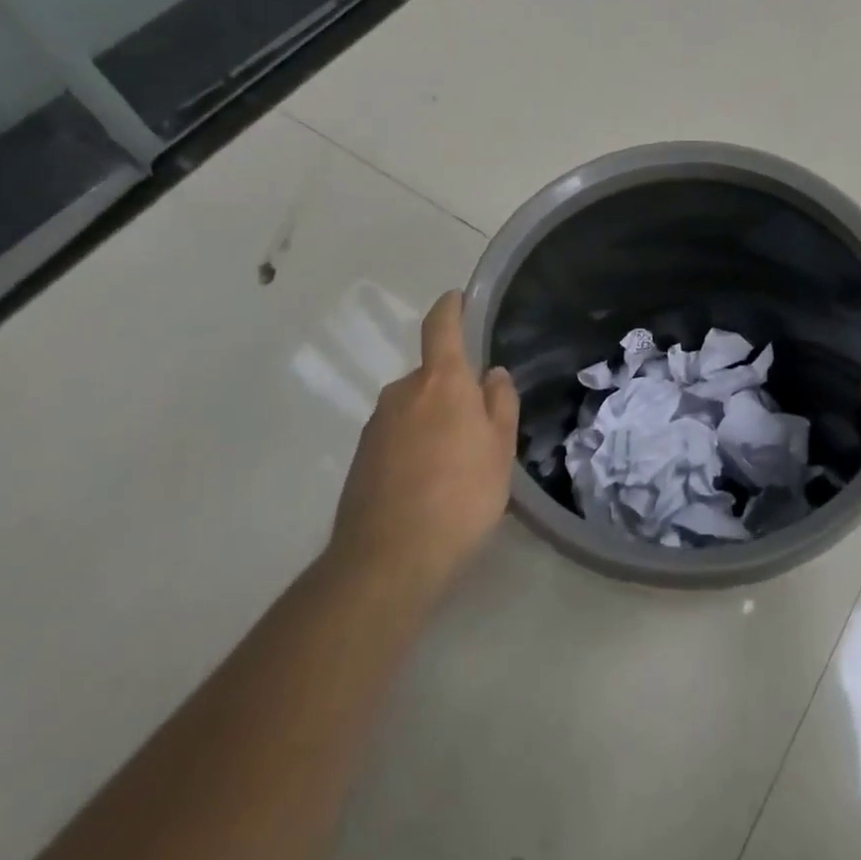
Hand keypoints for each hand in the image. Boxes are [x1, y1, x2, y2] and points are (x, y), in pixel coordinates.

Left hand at [329, 291, 517, 603]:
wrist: (388, 560)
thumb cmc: (460, 495)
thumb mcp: (500, 449)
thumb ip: (499, 403)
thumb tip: (491, 374)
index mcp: (440, 381)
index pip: (441, 325)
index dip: (451, 306)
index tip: (460, 298)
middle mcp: (402, 392)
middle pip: (432, 375)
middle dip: (453, 389)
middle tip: (479, 425)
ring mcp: (376, 425)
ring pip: (414, 407)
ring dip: (434, 420)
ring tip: (456, 463)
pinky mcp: (360, 458)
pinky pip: (397, 435)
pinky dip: (414, 445)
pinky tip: (429, 483)